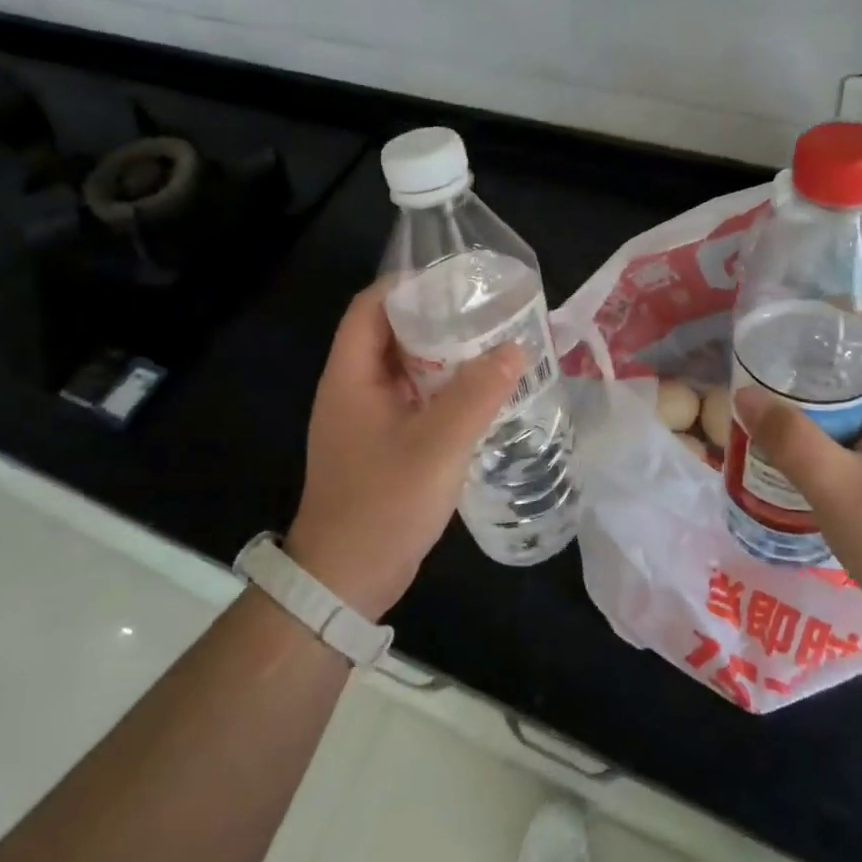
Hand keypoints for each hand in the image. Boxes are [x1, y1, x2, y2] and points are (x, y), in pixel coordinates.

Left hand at [285, 282, 524, 619]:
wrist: (346, 579)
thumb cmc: (384, 503)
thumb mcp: (437, 445)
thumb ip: (477, 394)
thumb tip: (515, 347)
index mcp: (350, 376)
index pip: (371, 307)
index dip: (408, 286)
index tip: (456, 282)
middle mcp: (353, 390)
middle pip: (390, 334)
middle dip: (436, 320)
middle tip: (486, 313)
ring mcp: (366, 419)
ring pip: (405, 370)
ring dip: (443, 358)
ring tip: (491, 348)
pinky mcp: (381, 444)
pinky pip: (413, 401)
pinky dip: (442, 391)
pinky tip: (480, 396)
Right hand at [738, 311, 861, 648]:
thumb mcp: (839, 490)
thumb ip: (791, 440)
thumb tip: (744, 394)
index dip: (861, 312)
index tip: (807, 317)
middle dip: (829, 351)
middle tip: (777, 355)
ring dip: (828, 391)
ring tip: (778, 391)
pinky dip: (835, 423)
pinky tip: (799, 439)